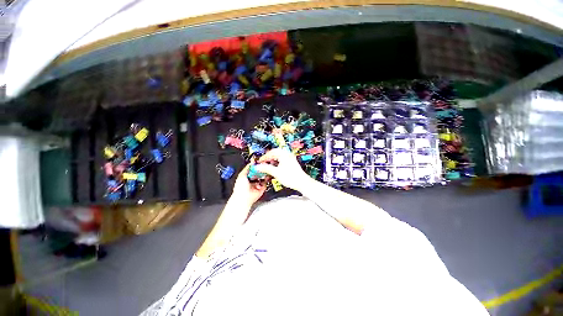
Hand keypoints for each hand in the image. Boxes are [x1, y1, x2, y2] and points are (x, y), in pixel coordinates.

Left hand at [231, 164, 266, 206]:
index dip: (256, 166)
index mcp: (246, 177)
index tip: (259, 162)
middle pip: (258, 172)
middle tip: (263, 165)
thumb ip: (247, 168)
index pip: (253, 169)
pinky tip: (265, 176)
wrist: (244, 197)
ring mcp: (257, 184)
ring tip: (265, 170)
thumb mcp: (242, 174)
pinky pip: (266, 182)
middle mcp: (252, 180)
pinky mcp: (262, 188)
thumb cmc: (240, 188)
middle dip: (261, 169)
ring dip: (264, 174)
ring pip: (263, 177)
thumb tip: (251, 162)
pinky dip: (266, 179)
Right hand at [255, 148, 310, 191]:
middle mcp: (287, 155)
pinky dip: (277, 162)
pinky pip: (282, 160)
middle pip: (275, 153)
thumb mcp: (276, 173)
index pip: (272, 152)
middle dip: (269, 158)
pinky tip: (275, 168)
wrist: (302, 182)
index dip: (265, 157)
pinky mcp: (292, 163)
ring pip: (279, 156)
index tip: (260, 161)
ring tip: (268, 166)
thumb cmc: (291, 177)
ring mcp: (290, 158)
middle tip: (263, 162)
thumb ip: (266, 168)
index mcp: (284, 155)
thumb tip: (258, 167)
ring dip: (273, 160)